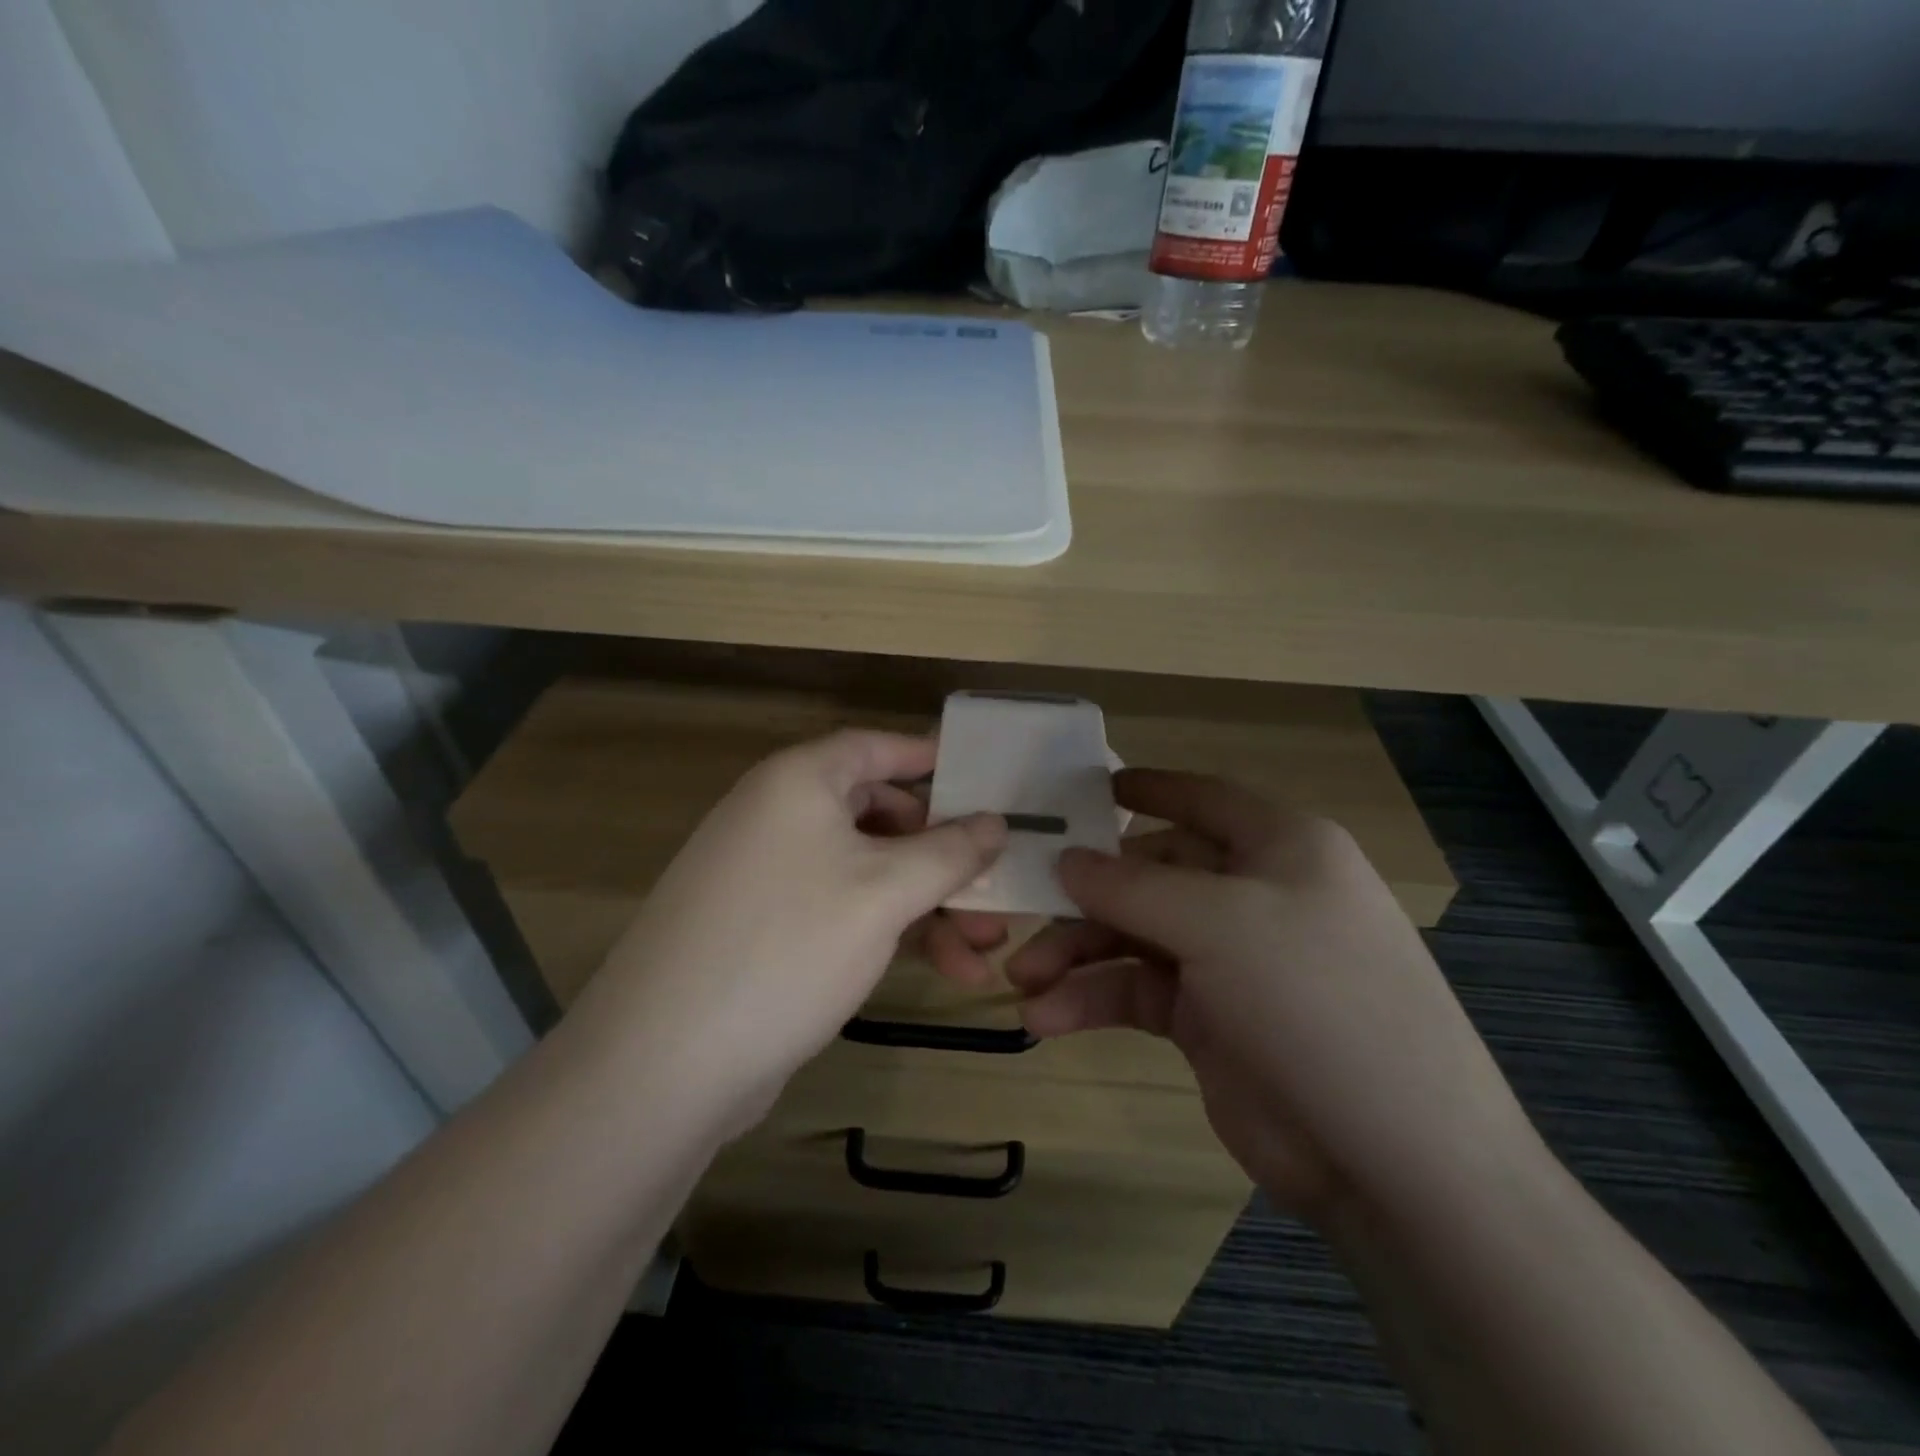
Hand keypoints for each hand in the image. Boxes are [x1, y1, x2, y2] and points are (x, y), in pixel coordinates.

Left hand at [571, 730, 1006, 1134]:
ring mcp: (767, 875)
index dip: (930, 759)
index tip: (982, 780)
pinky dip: (889, 928)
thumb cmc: (788, 946)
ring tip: (982, 950)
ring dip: (926, 903)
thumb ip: (949, 852)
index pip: (875, 747)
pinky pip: (841, 908)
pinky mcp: (764, 929)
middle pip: (878, 815)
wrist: (664, 1062)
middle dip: (942, 855)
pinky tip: (939, 968)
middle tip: (994, 888)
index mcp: (798, 782)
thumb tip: (995, 822)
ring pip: (866, 870)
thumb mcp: (884, 893)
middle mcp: (777, 816)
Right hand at [1006, 770, 1541, 1225]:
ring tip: (1022, 981)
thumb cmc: (1315, 1001)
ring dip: (1076, 954)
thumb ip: (1132, 886)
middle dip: (1085, 894)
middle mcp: (1254, 895)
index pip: (1205, 798)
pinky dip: (1091, 1001)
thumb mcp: (1220, 924)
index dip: (1148, 788)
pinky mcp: (1208, 1020)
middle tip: (1022, 909)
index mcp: (1280, 848)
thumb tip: (1065, 859)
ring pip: (1134, 936)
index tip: (1086, 788)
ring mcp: (1230, 961)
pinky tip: (1048, 1019)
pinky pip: (1137, 992)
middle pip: (1152, 873)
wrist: (1394, 1162)